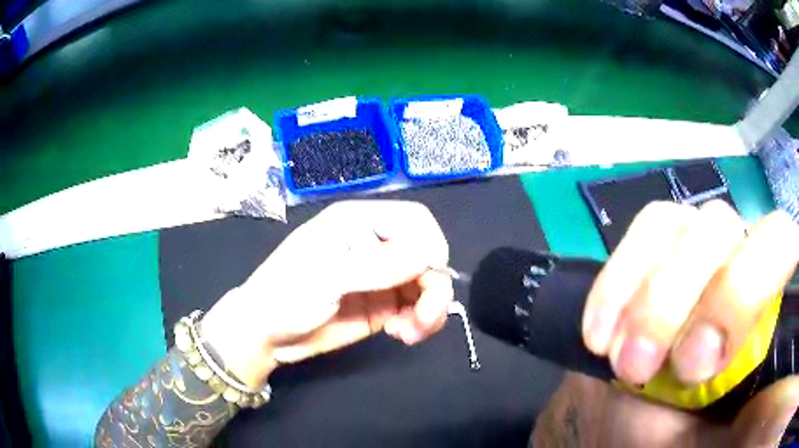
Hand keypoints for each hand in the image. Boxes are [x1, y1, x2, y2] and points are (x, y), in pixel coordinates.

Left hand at [200, 201, 452, 387]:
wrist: (265, 334)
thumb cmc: (286, 294)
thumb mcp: (327, 276)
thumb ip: (378, 265)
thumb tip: (429, 256)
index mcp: (359, 223)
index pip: (415, 221)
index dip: (431, 246)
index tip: (430, 278)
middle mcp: (376, 246)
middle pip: (427, 255)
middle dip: (434, 287)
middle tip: (425, 319)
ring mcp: (381, 278)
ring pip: (427, 285)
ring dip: (430, 309)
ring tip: (411, 333)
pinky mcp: (382, 306)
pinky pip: (416, 309)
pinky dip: (419, 322)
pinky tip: (402, 335)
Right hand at [578, 201, 798, 446]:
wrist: (639, 433)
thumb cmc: (690, 441)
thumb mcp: (730, 439)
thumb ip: (759, 413)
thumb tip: (773, 389)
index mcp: (766, 303)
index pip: (781, 240)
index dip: (754, 280)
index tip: (712, 358)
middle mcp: (736, 261)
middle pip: (724, 226)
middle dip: (696, 300)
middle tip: (679, 369)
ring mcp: (692, 253)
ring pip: (679, 224)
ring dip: (652, 301)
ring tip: (628, 363)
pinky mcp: (652, 258)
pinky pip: (638, 238)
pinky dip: (614, 286)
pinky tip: (600, 336)